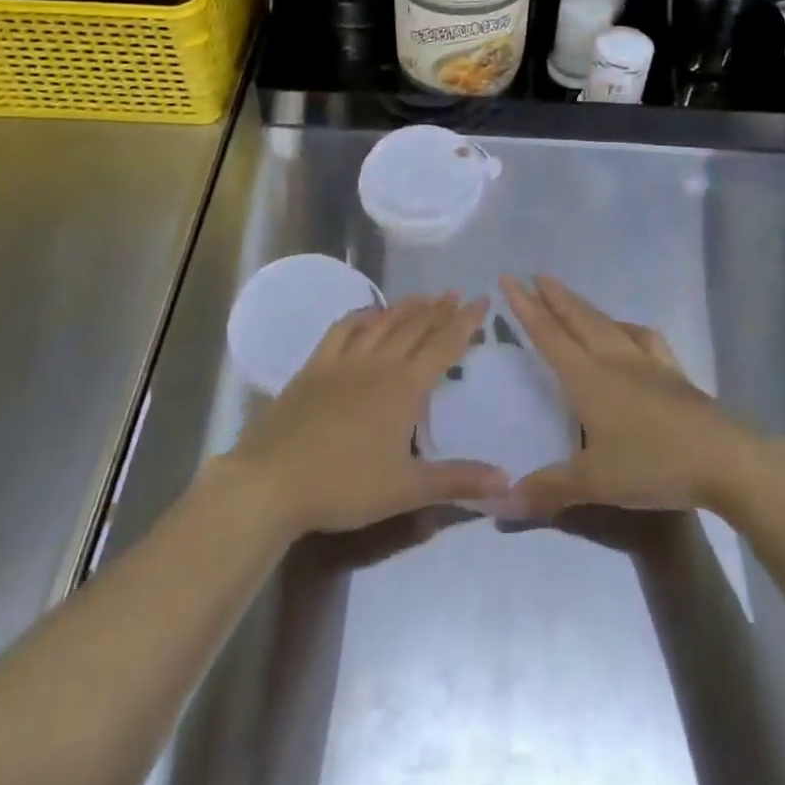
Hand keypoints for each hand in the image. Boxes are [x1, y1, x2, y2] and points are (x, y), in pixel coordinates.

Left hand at [221, 294, 507, 538]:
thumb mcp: (408, 489)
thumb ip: (459, 481)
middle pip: (415, 327)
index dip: (465, 323)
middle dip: (439, 309)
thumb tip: (508, 479)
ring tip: (423, 297)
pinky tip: (368, 314)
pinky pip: (343, 329)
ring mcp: (344, 360)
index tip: (481, 301)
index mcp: (404, 387)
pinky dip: (361, 316)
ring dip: (406, 307)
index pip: (443, 345)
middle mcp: (378, 363)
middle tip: (456, 295)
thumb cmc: (346, 485)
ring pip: (382, 322)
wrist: (276, 479)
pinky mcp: (316, 365)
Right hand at [500, 275, 752, 518]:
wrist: (723, 460)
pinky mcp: (672, 371)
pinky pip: (643, 337)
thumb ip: (547, 489)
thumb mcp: (594, 482)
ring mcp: (646, 362)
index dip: (525, 307)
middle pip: (577, 319)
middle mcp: (612, 359)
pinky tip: (627, 330)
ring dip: (584, 306)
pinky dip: (627, 327)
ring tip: (570, 297)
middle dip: (554, 296)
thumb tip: (498, 502)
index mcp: (587, 378)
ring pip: (607, 323)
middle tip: (534, 275)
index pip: (548, 335)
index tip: (508, 279)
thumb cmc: (653, 465)